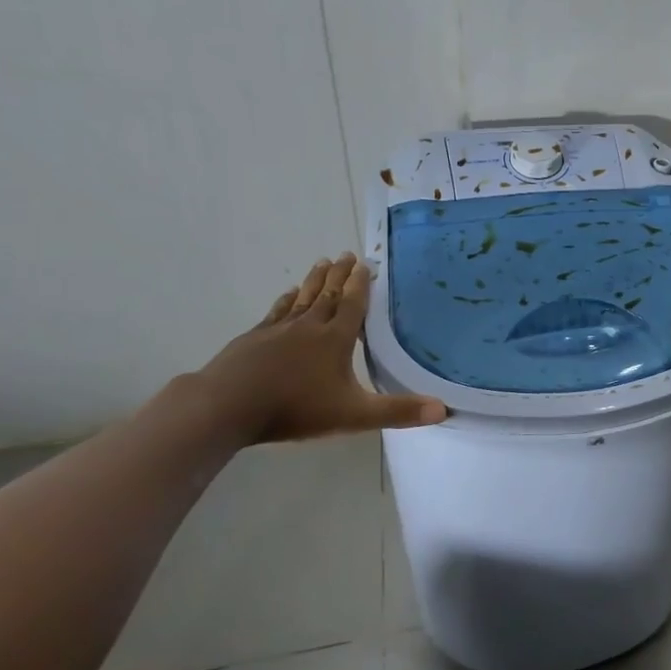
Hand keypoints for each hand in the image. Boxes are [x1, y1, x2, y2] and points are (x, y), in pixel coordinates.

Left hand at [199, 255, 445, 443]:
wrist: (227, 406)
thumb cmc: (295, 408)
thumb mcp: (354, 415)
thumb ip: (398, 412)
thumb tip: (443, 410)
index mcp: (335, 339)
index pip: (352, 304)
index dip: (360, 284)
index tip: (365, 263)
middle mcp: (309, 326)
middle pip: (327, 294)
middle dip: (339, 275)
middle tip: (347, 254)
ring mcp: (278, 330)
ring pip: (302, 298)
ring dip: (314, 280)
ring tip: (322, 262)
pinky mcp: (253, 339)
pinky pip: (276, 312)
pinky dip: (285, 300)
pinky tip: (286, 295)